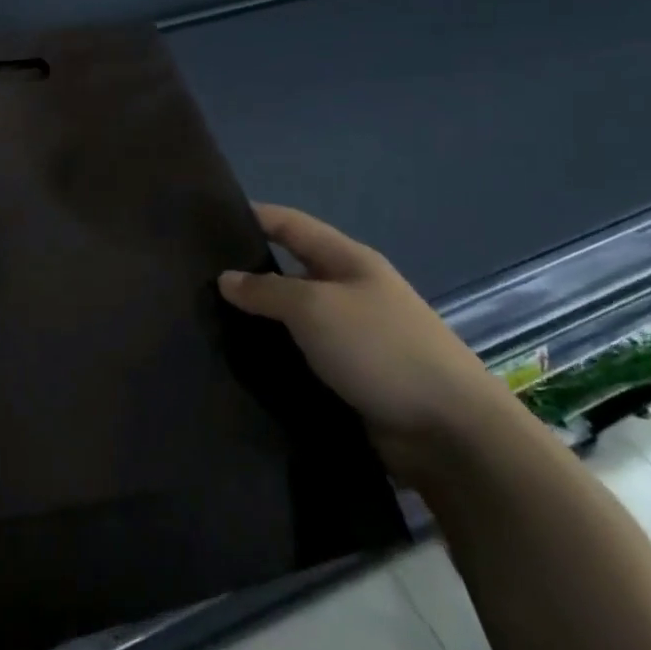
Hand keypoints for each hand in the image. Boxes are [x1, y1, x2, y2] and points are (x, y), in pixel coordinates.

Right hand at [218, 204, 513, 476]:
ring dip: (260, 321)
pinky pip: (305, 356)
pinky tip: (245, 364)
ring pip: (295, 319)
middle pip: (291, 271)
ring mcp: (356, 337)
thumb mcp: (315, 308)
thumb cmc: (381, 349)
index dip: (253, 216)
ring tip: (210, 323)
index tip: (207, 220)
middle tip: (199, 280)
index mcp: (349, 261)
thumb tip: (226, 278)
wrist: (452, 433)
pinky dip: (278, 356)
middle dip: (249, 273)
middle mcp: (353, 292)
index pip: (291, 225)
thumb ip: (266, 290)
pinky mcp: (355, 378)